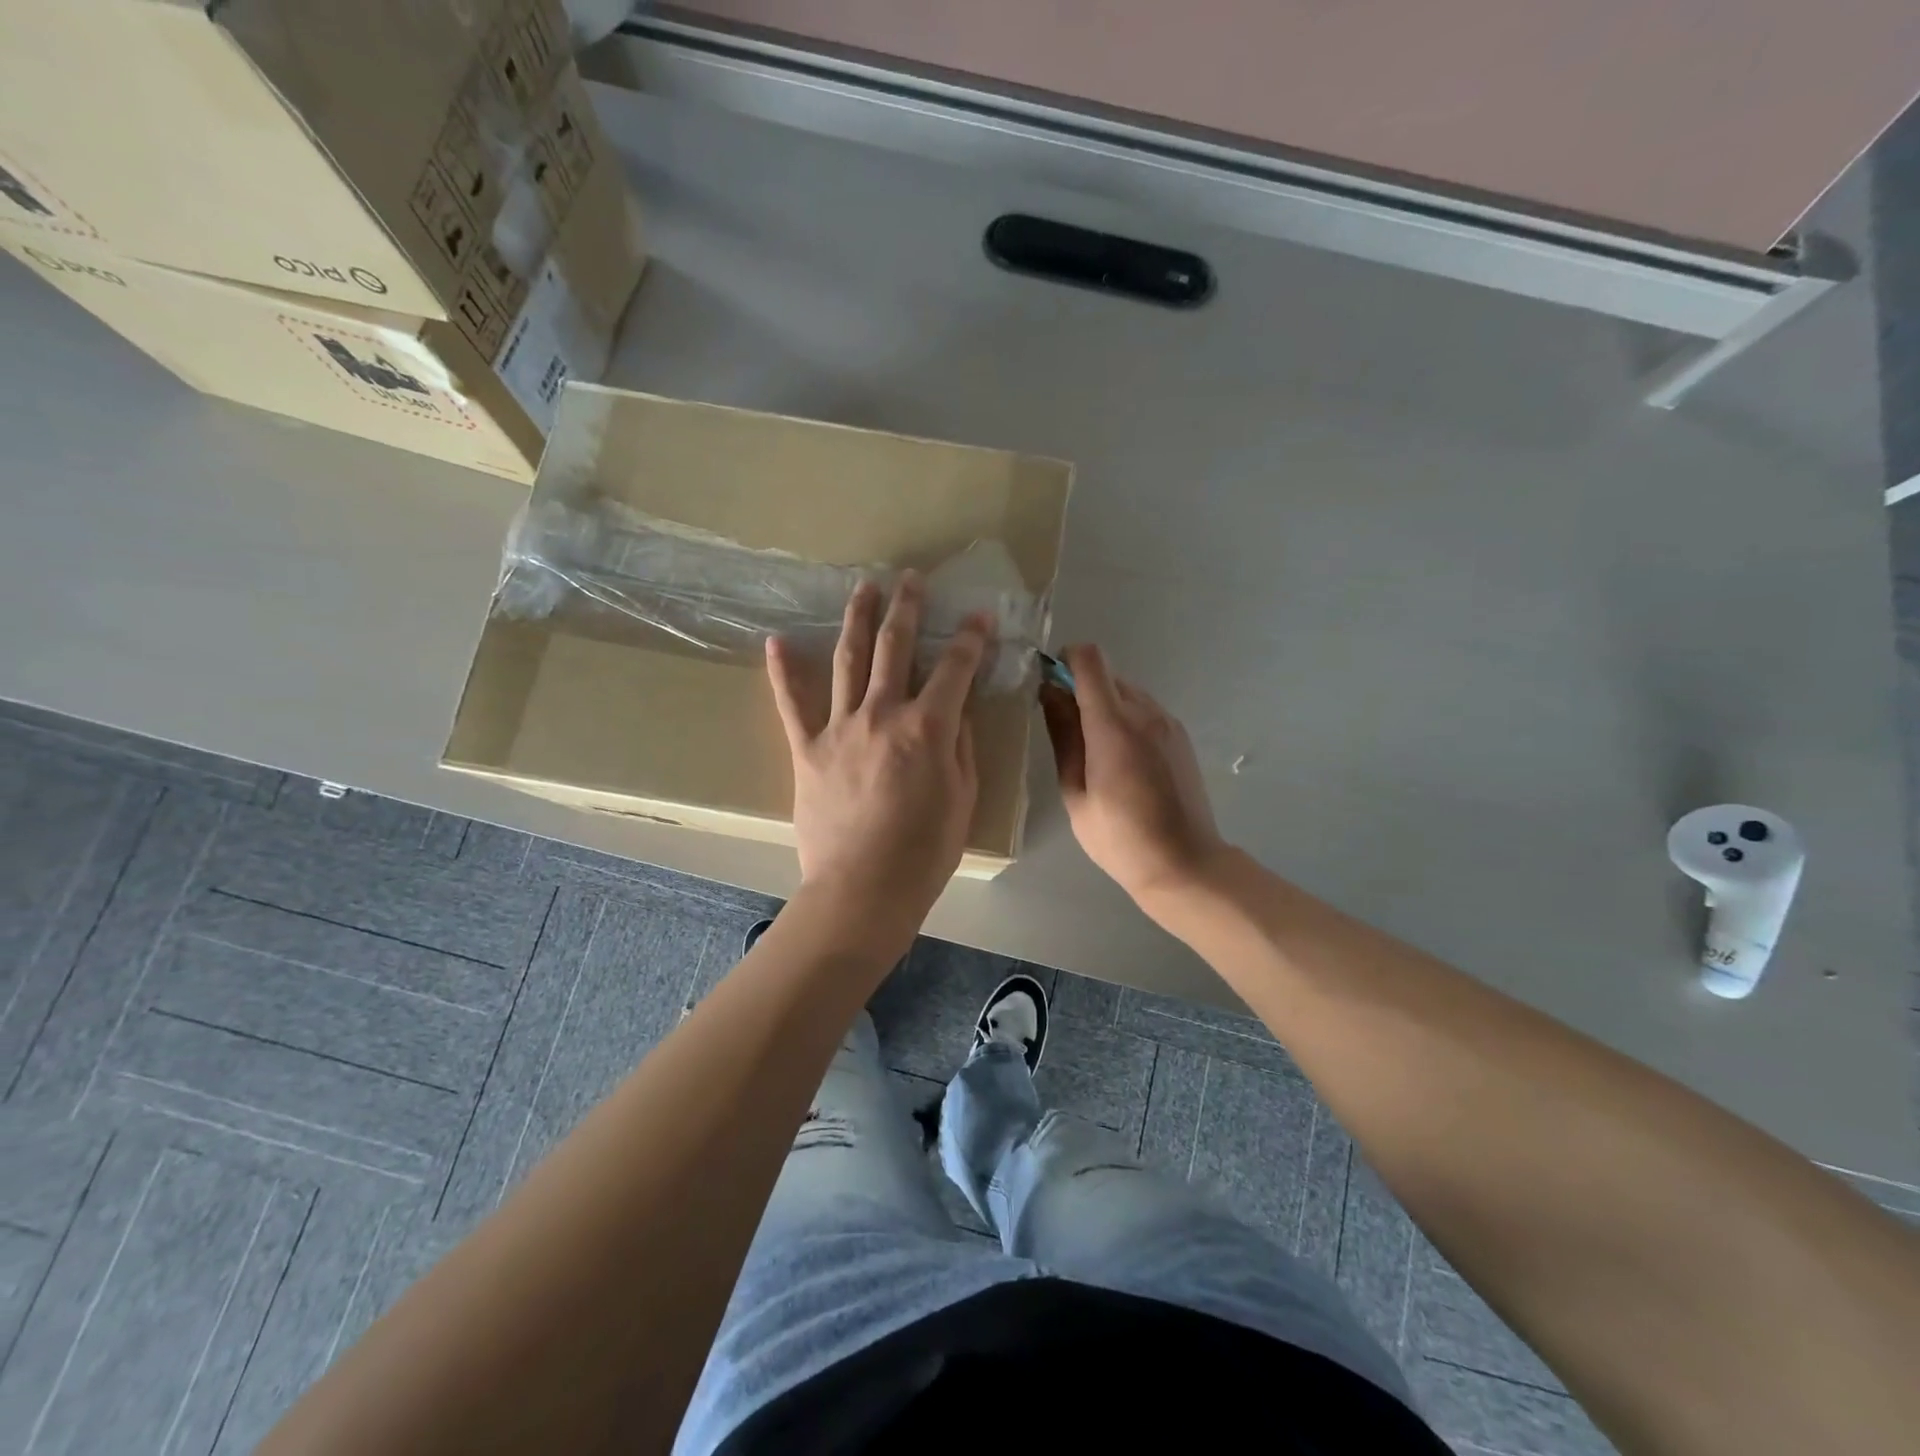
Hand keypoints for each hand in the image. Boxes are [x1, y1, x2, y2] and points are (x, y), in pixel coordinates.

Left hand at [767, 573, 987, 926]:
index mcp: (927, 727)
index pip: (956, 668)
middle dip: (907, 608)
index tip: (978, 617)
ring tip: (863, 588)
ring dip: (857, 620)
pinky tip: (776, 642)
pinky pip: (791, 704)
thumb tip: (959, 709)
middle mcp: (882, 714)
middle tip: (912, 579)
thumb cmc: (924, 852)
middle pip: (896, 647)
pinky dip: (782, 672)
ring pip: (848, 660)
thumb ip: (961, 746)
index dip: (971, 639)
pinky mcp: (807, 749)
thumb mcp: (962, 798)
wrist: (862, 890)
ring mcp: (839, 728)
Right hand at [1041, 644, 1228, 905]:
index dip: (1065, 659)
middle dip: (1079, 686)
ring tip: (1091, 748)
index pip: (1090, 660)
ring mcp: (1168, 723)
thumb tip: (1050, 694)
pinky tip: (1119, 759)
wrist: (1184, 864)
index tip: (1049, 682)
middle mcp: (1145, 712)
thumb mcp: (1076, 792)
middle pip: (1107, 673)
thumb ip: (1064, 736)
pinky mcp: (1180, 737)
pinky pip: (1145, 710)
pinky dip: (1125, 718)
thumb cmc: (1120, 838)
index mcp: (1114, 725)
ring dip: (1103, 704)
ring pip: (1127, 691)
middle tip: (1062, 724)